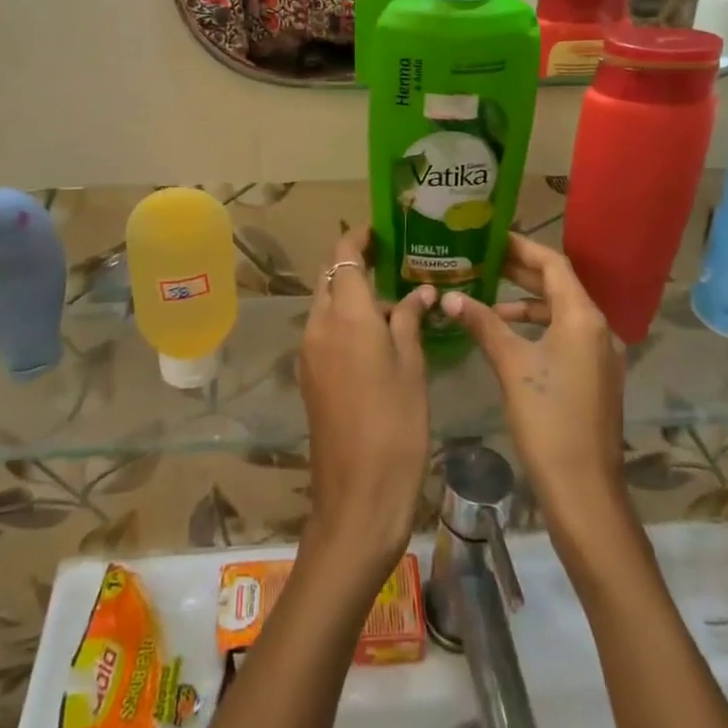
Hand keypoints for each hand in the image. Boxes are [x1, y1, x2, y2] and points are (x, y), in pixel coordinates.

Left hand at [298, 227, 435, 577]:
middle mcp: (319, 325)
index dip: (359, 237)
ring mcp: (309, 352)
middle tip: (393, 262)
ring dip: (352, 294)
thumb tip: (418, 292)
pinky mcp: (309, 376)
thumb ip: (408, 320)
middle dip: (354, 263)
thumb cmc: (396, 425)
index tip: (383, 231)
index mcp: (346, 315)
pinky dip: (346, 320)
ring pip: (326, 304)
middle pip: (330, 277)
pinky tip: (378, 335)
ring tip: (394, 300)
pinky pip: (325, 331)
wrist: (358, 496)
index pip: (344, 256)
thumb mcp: (411, 367)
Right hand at [438, 232, 626, 526]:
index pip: (553, 264)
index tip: (491, 236)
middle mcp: (598, 328)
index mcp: (583, 317)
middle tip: (482, 259)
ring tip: (488, 297)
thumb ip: (484, 324)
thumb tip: (450, 296)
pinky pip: (565, 335)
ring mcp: (600, 354)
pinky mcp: (594, 376)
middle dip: (521, 271)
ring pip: (561, 312)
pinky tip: (508, 336)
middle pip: (559, 285)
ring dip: (527, 301)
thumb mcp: (512, 365)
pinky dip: (537, 327)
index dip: (522, 247)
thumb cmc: (548, 420)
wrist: (584, 490)